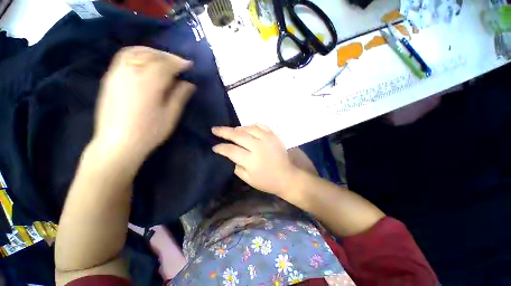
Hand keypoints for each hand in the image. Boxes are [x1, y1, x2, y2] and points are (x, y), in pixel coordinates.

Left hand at [93, 46, 194, 162]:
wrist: (118, 143)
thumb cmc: (149, 132)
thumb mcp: (171, 115)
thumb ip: (180, 96)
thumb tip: (189, 84)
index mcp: (149, 84)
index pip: (166, 65)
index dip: (179, 63)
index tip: (190, 65)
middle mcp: (131, 73)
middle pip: (151, 55)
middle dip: (168, 56)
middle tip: (179, 63)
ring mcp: (117, 74)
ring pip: (136, 52)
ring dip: (153, 52)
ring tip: (163, 59)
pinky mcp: (110, 78)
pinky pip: (124, 57)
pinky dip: (138, 54)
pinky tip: (145, 61)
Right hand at [212, 124, 297, 195]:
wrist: (287, 176)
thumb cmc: (267, 181)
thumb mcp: (248, 179)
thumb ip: (237, 167)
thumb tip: (231, 155)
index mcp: (251, 160)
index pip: (231, 150)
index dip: (221, 148)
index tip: (215, 147)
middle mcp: (258, 146)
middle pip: (238, 135)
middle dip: (224, 132)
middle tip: (215, 129)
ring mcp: (267, 139)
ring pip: (248, 128)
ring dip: (238, 128)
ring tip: (232, 131)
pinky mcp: (274, 135)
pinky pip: (261, 126)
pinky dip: (252, 125)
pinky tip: (247, 128)